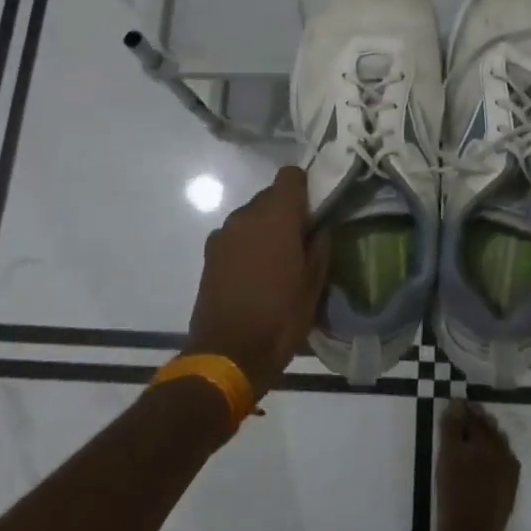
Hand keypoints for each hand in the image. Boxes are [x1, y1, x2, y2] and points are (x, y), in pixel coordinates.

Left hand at [186, 166, 330, 392]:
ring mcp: (223, 233)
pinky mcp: (209, 253)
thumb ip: (320, 246)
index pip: (290, 175)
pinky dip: (246, 244)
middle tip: (300, 240)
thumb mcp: (314, 285)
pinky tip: (253, 274)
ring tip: (276, 261)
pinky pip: (235, 236)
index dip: (304, 187)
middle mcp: (246, 215)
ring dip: (264, 228)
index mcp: (276, 216)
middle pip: (270, 195)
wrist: (227, 354)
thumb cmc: (279, 317)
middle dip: (286, 211)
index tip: (314, 209)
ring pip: (251, 216)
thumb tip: (321, 226)